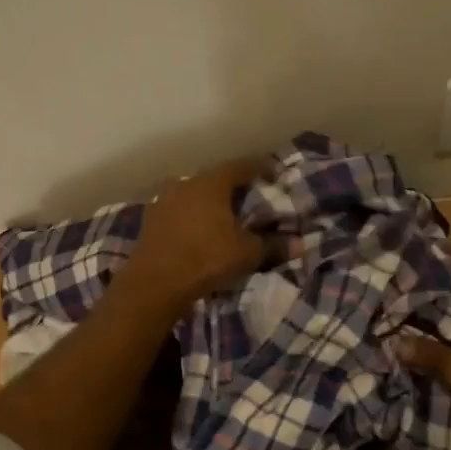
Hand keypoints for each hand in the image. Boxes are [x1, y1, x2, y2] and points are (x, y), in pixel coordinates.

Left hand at [115, 155, 269, 315]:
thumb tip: (300, 244)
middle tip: (249, 198)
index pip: (241, 166)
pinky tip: (198, 231)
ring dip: (209, 202)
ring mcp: (163, 200)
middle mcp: (185, 183)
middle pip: (215, 178)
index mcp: (211, 183)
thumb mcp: (246, 254)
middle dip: (233, 187)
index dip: (260, 168)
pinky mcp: (150, 220)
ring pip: (194, 194)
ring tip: (223, 217)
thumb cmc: (205, 259)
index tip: (274, 175)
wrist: (154, 284)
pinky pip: (178, 211)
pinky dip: (192, 216)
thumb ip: (273, 245)